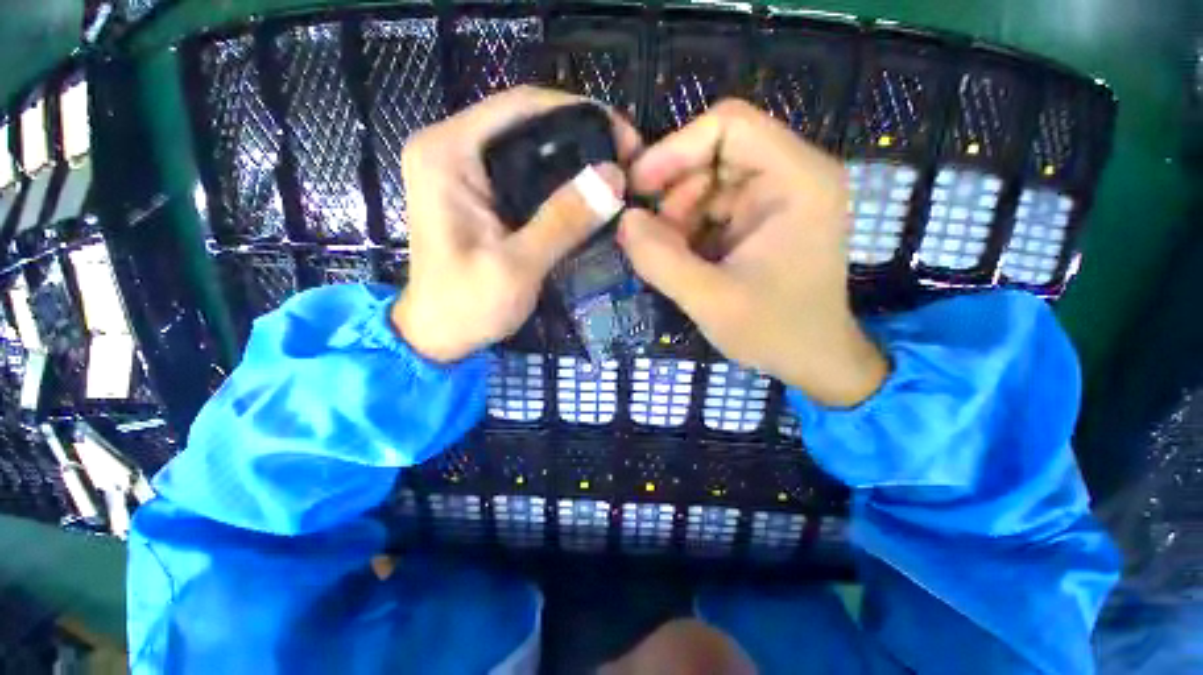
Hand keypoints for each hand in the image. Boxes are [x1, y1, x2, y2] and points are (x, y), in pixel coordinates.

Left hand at [392, 87, 641, 362]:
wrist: (439, 336)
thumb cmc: (468, 306)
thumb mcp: (519, 266)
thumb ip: (563, 221)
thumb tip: (614, 177)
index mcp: (447, 153)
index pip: (521, 106)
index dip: (580, 113)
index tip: (625, 139)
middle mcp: (449, 147)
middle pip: (526, 121)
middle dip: (581, 136)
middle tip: (626, 161)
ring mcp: (461, 169)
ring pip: (528, 146)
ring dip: (573, 158)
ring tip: (614, 175)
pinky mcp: (476, 192)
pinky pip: (524, 171)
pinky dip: (558, 179)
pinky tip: (585, 194)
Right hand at [617, 100, 886, 406]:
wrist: (811, 359)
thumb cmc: (775, 332)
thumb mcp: (712, 301)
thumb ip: (661, 260)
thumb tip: (624, 220)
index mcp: (798, 180)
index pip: (729, 125)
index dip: (675, 150)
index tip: (638, 189)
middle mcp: (789, 176)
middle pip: (712, 155)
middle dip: (672, 195)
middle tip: (651, 240)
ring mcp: (773, 198)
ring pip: (703, 184)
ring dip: (675, 219)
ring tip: (669, 259)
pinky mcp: (757, 220)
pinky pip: (707, 209)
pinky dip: (685, 231)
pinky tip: (682, 262)